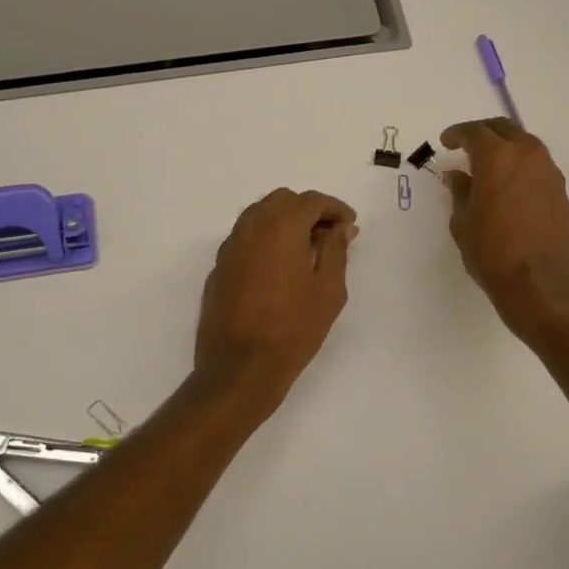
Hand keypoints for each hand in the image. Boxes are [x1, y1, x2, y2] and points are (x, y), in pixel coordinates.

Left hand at [194, 188, 356, 410]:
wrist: (240, 368)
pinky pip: (245, 238)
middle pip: (282, 200)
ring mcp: (229, 248)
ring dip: (284, 222)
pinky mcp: (218, 268)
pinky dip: (265, 239)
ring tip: (306, 250)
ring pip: (259, 215)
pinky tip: (279, 267)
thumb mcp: (328, 291)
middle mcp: (250, 228)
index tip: (350, 225)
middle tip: (329, 235)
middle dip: (308, 210)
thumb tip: (341, 227)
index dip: (334, 208)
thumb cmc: (293, 329)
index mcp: (280, 227)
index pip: (310, 201)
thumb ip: (336, 250)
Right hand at [441, 119, 568, 340]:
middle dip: (483, 133)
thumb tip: (457, 175)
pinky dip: (520, 166)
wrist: (541, 285)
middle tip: (466, 145)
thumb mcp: (463, 223)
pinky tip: (509, 185)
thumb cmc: (493, 254)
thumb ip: (460, 192)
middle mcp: (527, 156)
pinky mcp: (561, 191)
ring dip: (505, 147)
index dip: (457, 134)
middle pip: (504, 129)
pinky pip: (537, 166)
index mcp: (497, 158)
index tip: (446, 142)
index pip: (474, 132)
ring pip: (525, 145)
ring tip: (488, 166)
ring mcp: (549, 172)